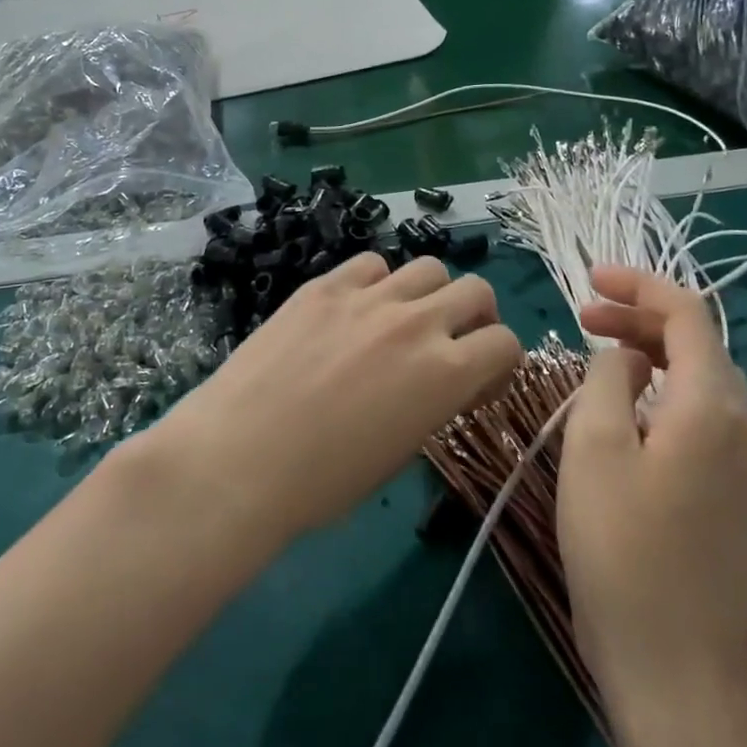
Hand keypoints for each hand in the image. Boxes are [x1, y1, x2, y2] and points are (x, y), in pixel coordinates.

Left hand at [139, 253, 521, 549]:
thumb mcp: (399, 452)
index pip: (506, 342)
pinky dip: (377, 283)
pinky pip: (370, 264)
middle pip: (476, 289)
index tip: (479, 382)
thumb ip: (434, 402)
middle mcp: (417, 322)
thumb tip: (439, 383)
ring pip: (428, 267)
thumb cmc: (322, 482)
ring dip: (429, 293)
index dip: (500, 363)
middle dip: (476, 316)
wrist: (240, 458)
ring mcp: (369, 297)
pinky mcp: (325, 285)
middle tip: (452, 341)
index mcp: (446, 373)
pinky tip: (356, 310)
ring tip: (403, 320)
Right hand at [558, 266, 746, 715]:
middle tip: (583, 316)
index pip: (687, 313)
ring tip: (599, 354)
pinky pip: (703, 418)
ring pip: (701, 382)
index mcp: (712, 406)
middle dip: (640, 319)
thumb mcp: (593, 445)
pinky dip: (664, 392)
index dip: (640, 284)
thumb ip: (608, 377)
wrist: (674, 667)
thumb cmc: (621, 546)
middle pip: (698, 344)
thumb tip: (628, 355)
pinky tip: (627, 411)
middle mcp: (744, 427)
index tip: (590, 277)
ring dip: (652, 355)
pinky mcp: (737, 498)